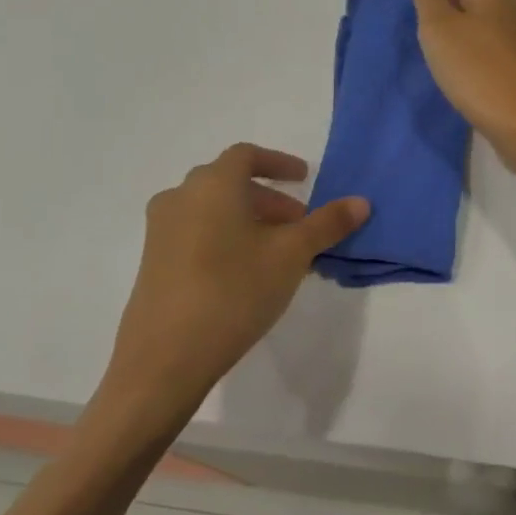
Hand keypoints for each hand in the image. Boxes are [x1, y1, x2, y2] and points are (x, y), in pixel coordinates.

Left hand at [93, 144, 367, 443]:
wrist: (164, 359)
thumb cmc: (234, 291)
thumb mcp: (292, 255)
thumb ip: (328, 224)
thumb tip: (362, 202)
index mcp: (212, 185)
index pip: (246, 155)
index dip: (279, 162)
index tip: (304, 179)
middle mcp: (181, 198)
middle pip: (230, 183)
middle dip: (269, 198)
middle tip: (299, 224)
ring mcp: (161, 231)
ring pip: (213, 209)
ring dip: (249, 219)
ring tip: (278, 252)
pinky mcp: (153, 262)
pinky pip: (197, 233)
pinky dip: (227, 237)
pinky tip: (248, 273)